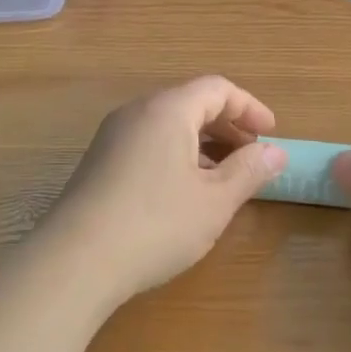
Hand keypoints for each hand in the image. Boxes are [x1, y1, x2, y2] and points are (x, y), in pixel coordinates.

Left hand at [38, 76, 287, 311]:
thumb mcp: (215, 201)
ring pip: (168, 126)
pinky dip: (177, 156)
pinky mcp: (99, 164)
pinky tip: (186, 193)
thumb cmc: (156, 224)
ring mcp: (112, 138)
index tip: (271, 134)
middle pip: (191, 103)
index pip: (217, 89)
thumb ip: (249, 171)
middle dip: (228, 126)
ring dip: (203, 144)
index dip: (250, 108)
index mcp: (168, 110)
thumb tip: (276, 153)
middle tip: (252, 156)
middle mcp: (137, 113)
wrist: (74, 262)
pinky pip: (148, 144)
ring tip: (224, 178)